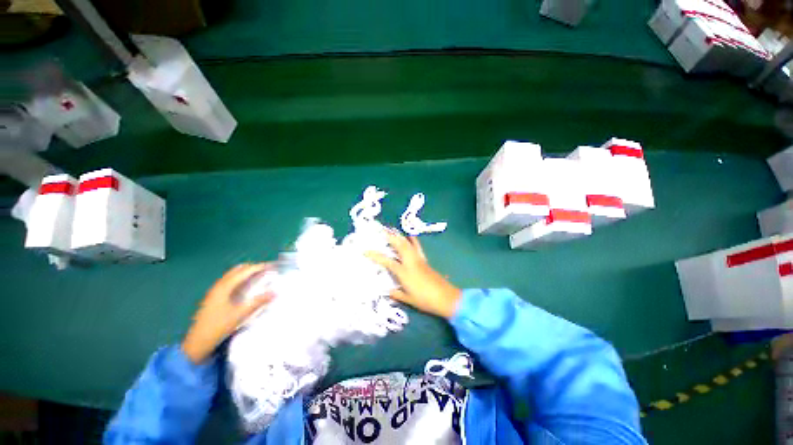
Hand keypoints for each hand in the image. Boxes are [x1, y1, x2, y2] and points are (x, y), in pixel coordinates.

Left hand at [182, 264, 274, 363]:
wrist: (197, 343)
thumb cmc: (218, 327)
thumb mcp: (240, 315)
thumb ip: (258, 302)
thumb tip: (275, 292)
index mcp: (225, 287)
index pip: (245, 271)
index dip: (259, 267)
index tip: (273, 266)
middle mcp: (219, 285)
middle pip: (238, 270)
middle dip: (254, 268)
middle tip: (268, 271)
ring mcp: (215, 291)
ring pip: (233, 275)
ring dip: (247, 273)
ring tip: (260, 276)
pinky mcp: (214, 297)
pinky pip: (230, 281)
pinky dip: (241, 279)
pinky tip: (247, 287)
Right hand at [366, 230, 460, 318]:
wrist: (445, 297)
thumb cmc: (425, 300)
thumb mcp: (408, 299)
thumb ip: (396, 294)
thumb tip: (386, 291)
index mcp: (404, 272)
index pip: (387, 261)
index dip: (375, 255)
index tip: (365, 250)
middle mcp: (410, 262)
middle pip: (399, 245)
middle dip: (389, 237)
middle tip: (380, 230)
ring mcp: (418, 259)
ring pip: (408, 243)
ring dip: (399, 236)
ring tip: (392, 230)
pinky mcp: (424, 259)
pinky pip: (417, 246)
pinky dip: (412, 240)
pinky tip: (410, 235)